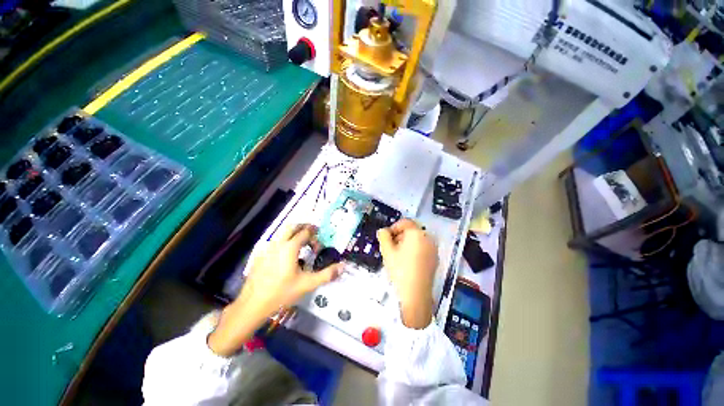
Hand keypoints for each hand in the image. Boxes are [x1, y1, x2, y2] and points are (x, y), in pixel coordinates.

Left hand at [208, 224, 341, 355]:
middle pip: (292, 226)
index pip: (305, 232)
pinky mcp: (260, 255)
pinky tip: (286, 256)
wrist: (252, 305)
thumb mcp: (307, 284)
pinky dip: (284, 241)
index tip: (319, 245)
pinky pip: (275, 241)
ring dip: (293, 233)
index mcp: (290, 247)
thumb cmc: (281, 293)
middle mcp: (278, 244)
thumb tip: (343, 266)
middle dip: (304, 227)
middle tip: (312, 234)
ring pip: (281, 233)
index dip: (314, 236)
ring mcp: (267, 249)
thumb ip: (327, 274)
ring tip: (301, 244)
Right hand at [377, 219, 437, 328]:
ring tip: (398, 255)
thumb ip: (383, 237)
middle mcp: (428, 238)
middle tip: (391, 247)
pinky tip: (408, 262)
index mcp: (417, 233)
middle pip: (412, 230)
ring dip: (407, 242)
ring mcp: (433, 249)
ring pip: (418, 239)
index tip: (387, 237)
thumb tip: (383, 230)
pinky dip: (415, 249)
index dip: (394, 227)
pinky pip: (423, 248)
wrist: (415, 295)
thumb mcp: (387, 251)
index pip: (405, 222)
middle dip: (400, 235)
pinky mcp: (435, 259)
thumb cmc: (400, 269)